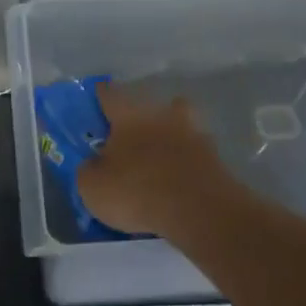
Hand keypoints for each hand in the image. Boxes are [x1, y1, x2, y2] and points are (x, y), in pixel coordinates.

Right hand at [77, 82, 234, 236]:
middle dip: (145, 116)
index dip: (102, 95)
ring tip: (161, 162)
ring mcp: (194, 135)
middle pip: (155, 106)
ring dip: (172, 138)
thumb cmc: (137, 190)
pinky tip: (178, 183)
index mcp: (129, 115)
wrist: (198, 210)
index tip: (98, 96)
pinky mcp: (215, 160)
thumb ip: (90, 170)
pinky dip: (187, 165)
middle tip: (134, 135)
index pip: (110, 94)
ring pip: (181, 128)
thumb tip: (94, 165)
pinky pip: (195, 156)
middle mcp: (163, 116)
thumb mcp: (93, 187)